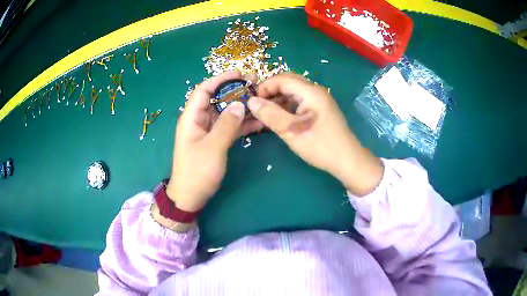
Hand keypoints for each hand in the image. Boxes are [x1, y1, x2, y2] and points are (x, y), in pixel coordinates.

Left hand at [166, 71, 264, 211]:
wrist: (190, 197)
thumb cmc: (197, 172)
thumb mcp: (213, 147)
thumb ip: (227, 124)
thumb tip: (240, 104)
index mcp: (191, 118)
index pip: (203, 90)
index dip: (219, 79)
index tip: (238, 74)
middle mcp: (199, 121)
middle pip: (216, 99)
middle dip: (235, 91)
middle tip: (255, 85)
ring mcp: (207, 131)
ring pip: (225, 113)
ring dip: (241, 107)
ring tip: (261, 101)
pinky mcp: (215, 141)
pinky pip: (229, 127)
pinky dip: (242, 124)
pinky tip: (259, 121)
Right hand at [247, 73, 382, 195]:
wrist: (347, 160)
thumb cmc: (321, 146)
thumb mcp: (292, 131)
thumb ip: (271, 114)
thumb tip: (251, 101)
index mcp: (311, 92)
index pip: (282, 79)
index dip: (264, 87)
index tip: (252, 102)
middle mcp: (316, 91)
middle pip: (288, 82)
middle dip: (270, 91)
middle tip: (257, 106)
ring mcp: (319, 100)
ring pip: (293, 92)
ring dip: (278, 99)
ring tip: (265, 113)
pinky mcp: (320, 109)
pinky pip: (300, 101)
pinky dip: (287, 106)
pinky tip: (280, 117)